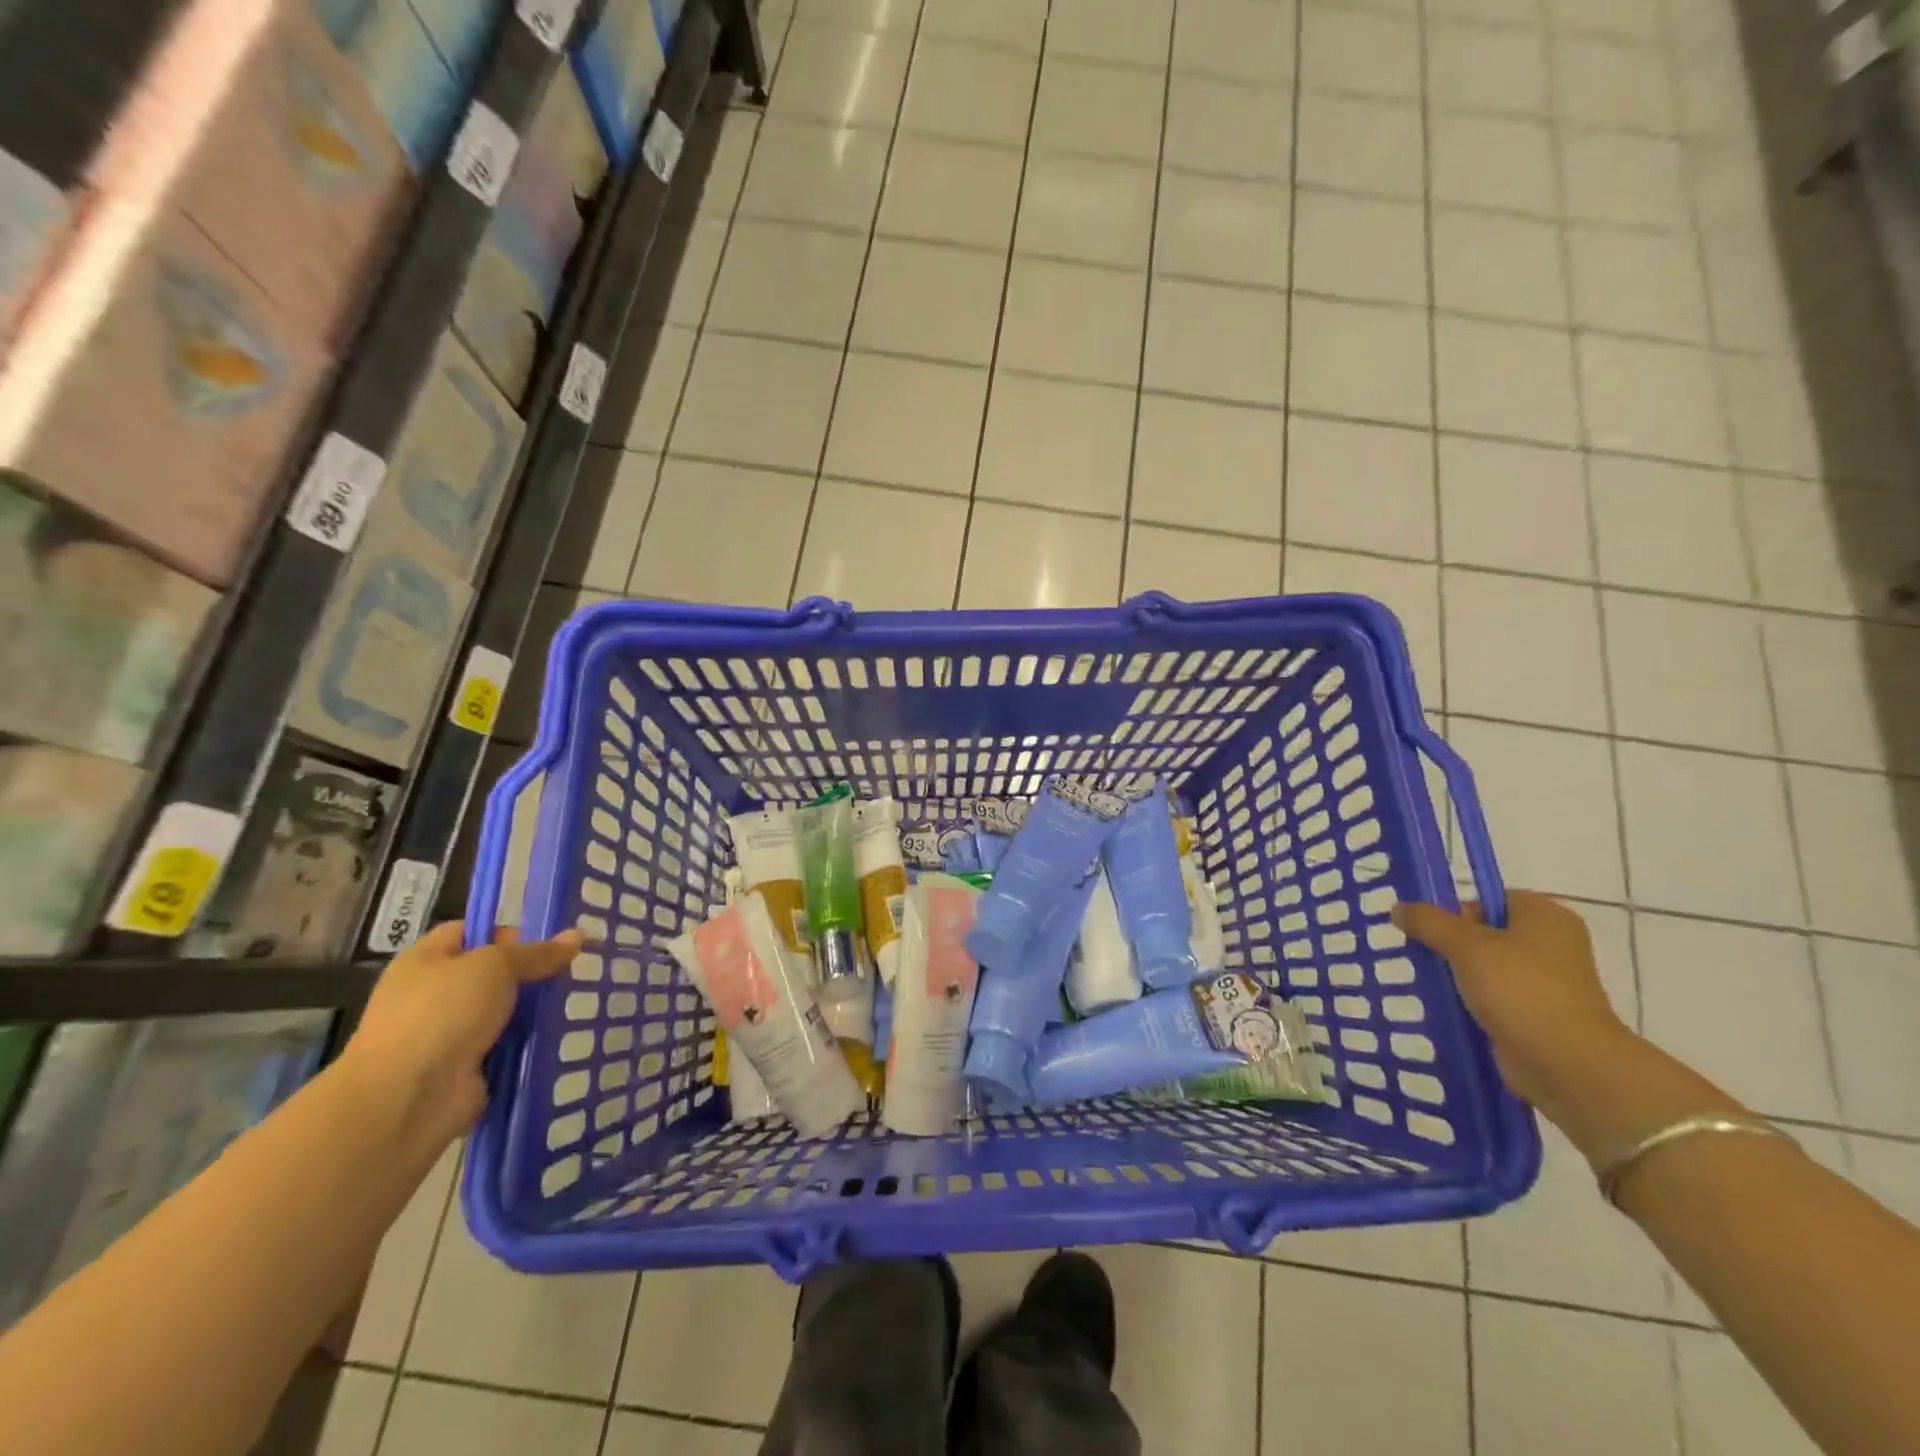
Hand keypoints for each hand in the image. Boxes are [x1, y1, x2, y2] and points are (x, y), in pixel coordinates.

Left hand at [338, 922, 579, 1150]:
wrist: (405, 1099)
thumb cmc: (442, 1014)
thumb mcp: (495, 966)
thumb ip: (537, 953)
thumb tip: (578, 936)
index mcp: (425, 961)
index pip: (470, 932)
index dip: (508, 932)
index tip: (547, 942)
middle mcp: (431, 994)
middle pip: (491, 974)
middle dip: (530, 974)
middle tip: (571, 973)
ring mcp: (447, 1034)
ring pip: (502, 1011)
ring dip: (533, 1011)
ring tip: (574, 1002)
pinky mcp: (464, 1068)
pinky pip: (505, 1045)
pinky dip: (528, 1043)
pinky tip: (561, 1035)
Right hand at [1393, 891, 1636, 1132]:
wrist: (1567, 1064)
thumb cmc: (1521, 990)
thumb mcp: (1466, 946)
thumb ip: (1428, 922)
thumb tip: (1398, 908)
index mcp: (1545, 916)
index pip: (1487, 900)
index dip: (1454, 912)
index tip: (1428, 931)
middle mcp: (1550, 944)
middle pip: (1483, 933)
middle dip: (1449, 945)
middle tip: (1421, 956)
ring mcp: (1546, 982)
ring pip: (1484, 967)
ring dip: (1455, 975)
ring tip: (1425, 981)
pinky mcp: (1535, 1014)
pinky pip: (1491, 997)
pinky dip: (1468, 1001)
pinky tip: (1443, 1006)